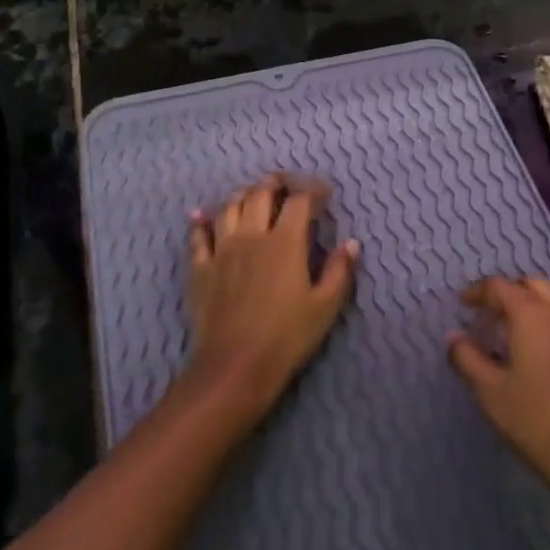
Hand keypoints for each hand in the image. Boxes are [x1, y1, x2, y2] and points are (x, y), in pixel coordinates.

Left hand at [183, 174, 358, 425]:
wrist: (235, 366)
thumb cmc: (287, 337)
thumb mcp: (325, 307)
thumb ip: (340, 271)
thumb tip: (351, 244)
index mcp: (285, 242)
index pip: (299, 201)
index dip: (314, 191)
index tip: (325, 195)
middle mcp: (251, 236)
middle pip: (260, 193)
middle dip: (277, 183)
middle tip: (289, 186)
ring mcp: (222, 250)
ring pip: (228, 207)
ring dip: (243, 195)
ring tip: (253, 196)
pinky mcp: (200, 268)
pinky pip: (198, 236)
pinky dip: (201, 222)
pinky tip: (201, 216)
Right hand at [447, 276, 549, 517]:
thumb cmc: (538, 423)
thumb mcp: (490, 393)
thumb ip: (467, 358)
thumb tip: (454, 336)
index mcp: (533, 315)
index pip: (500, 287)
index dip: (478, 291)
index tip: (463, 303)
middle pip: (534, 285)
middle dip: (510, 293)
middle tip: (491, 316)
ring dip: (537, 305)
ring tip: (520, 333)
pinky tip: (549, 357)